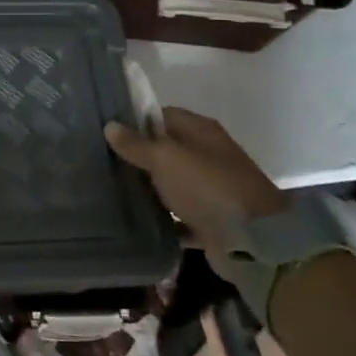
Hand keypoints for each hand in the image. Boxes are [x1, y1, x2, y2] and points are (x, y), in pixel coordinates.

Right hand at [105, 107, 287, 245]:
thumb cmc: (206, 187)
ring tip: (113, 190)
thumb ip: (136, 144)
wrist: (252, 240)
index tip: (108, 132)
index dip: (136, 121)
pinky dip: (163, 218)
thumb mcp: (165, 159)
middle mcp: (208, 155)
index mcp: (201, 131)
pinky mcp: (210, 219)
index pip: (162, 115)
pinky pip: (180, 214)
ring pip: (172, 182)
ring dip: (150, 188)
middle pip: (167, 149)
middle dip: (139, 156)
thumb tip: (110, 125)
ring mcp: (211, 188)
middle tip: (104, 162)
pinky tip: (137, 220)